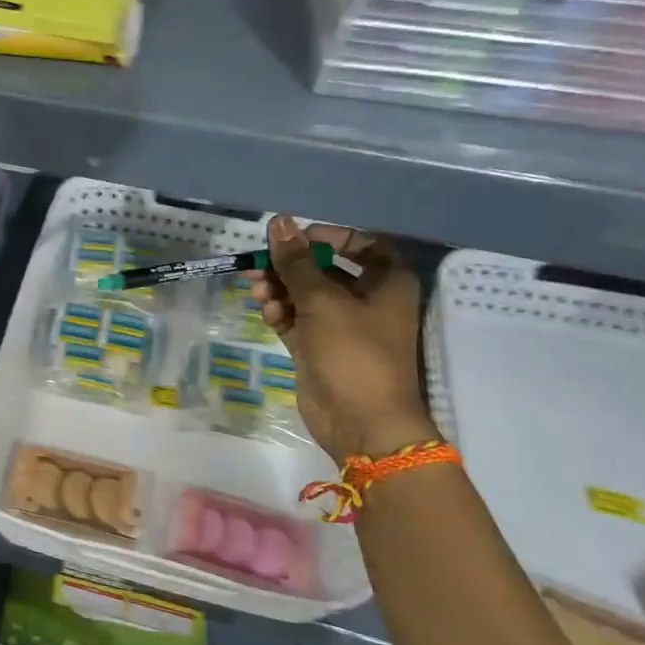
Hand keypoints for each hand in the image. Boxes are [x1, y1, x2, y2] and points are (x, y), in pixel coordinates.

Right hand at [250, 216, 436, 463]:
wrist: (360, 422)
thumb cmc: (353, 353)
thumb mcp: (322, 301)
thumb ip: (295, 262)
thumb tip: (279, 222)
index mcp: (386, 283)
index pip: (360, 244)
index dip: (326, 237)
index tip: (295, 240)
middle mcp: (367, 300)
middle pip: (324, 269)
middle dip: (290, 266)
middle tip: (258, 265)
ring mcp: (341, 326)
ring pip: (305, 295)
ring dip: (279, 289)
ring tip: (258, 292)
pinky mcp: (319, 348)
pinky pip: (296, 320)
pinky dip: (280, 313)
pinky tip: (267, 313)